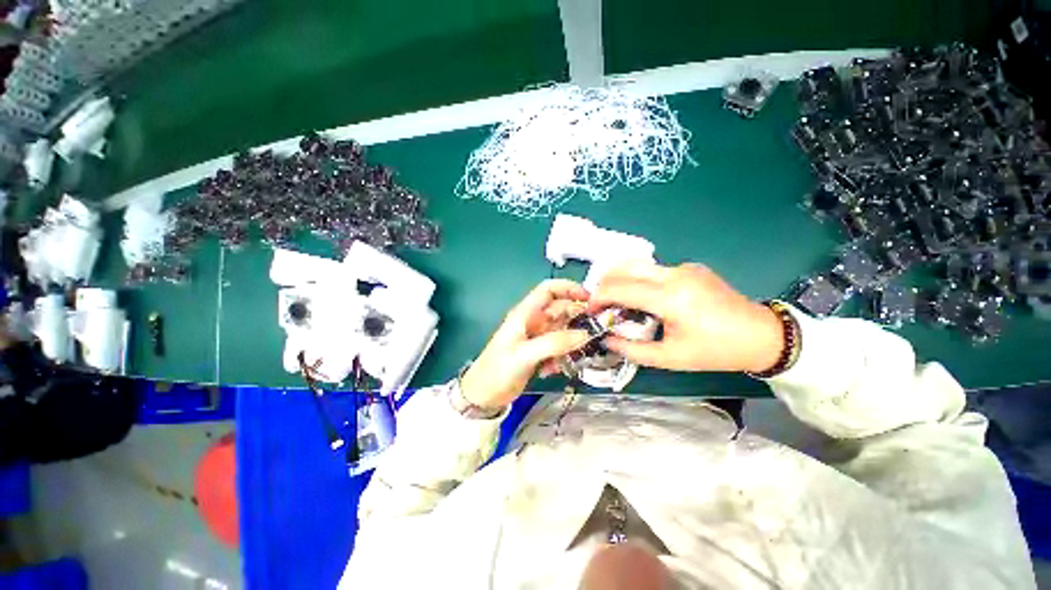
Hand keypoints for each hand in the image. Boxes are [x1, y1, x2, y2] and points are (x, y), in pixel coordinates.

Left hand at [460, 280, 591, 409]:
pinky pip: (559, 347)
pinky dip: (562, 355)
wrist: (483, 395)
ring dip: (572, 340)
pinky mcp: (540, 353)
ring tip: (578, 354)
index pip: (549, 290)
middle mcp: (533, 322)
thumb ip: (554, 343)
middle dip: (577, 317)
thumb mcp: (525, 354)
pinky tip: (555, 369)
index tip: (589, 298)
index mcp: (525, 314)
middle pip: (561, 309)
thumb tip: (584, 334)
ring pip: (563, 330)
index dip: (569, 288)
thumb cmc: (499, 370)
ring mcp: (537, 338)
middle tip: (595, 331)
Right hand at [588, 262, 783, 373]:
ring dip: (621, 280)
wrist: (761, 335)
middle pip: (625, 267)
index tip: (590, 311)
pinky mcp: (691, 267)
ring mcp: (684, 267)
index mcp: (670, 298)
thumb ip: (632, 350)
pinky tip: (645, 299)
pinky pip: (655, 270)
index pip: (620, 288)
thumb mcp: (670, 358)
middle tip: (600, 303)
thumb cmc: (715, 351)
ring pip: (638, 265)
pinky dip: (639, 280)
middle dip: (604, 283)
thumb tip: (606, 338)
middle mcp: (674, 275)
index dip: (598, 298)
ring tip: (617, 301)